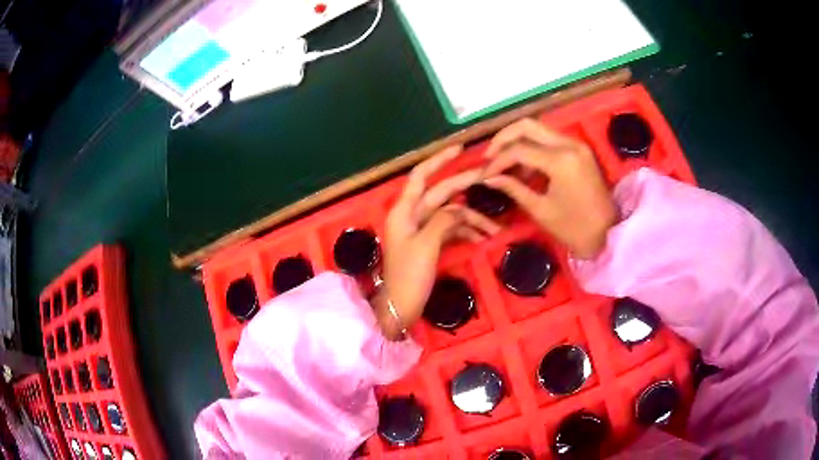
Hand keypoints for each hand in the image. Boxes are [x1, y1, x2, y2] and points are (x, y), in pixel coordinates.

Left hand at [377, 146, 500, 339]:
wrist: (399, 308)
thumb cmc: (408, 277)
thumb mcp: (426, 245)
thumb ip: (443, 220)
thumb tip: (459, 209)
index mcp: (404, 211)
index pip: (421, 176)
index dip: (439, 160)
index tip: (461, 149)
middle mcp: (411, 215)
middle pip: (440, 193)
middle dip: (464, 187)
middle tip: (489, 177)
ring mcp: (420, 230)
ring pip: (449, 214)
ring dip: (471, 219)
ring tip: (494, 228)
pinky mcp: (429, 244)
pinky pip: (450, 230)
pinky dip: (465, 232)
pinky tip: (483, 239)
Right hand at [482, 119, 618, 258]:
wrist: (609, 234)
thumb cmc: (574, 229)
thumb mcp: (541, 210)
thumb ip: (513, 188)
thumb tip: (488, 178)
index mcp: (560, 160)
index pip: (518, 149)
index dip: (497, 161)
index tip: (483, 175)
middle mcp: (569, 144)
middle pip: (527, 126)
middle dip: (503, 139)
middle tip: (489, 157)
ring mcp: (576, 144)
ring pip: (538, 129)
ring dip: (517, 141)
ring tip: (504, 164)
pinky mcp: (579, 150)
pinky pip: (550, 139)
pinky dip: (533, 147)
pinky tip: (524, 166)